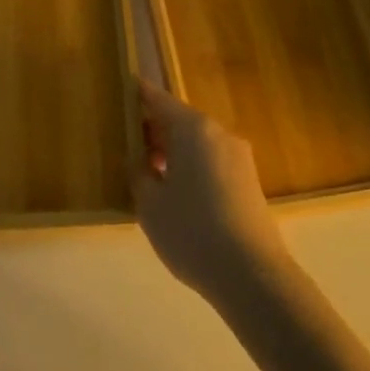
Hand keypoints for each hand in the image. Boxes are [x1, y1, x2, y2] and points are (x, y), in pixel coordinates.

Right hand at [132, 79, 289, 306]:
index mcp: (193, 128)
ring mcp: (238, 157)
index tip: (118, 95)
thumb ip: (138, 172)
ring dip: (172, 151)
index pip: (158, 99)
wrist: (251, 275)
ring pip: (196, 142)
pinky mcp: (248, 180)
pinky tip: (176, 194)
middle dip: (153, 130)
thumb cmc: (191, 231)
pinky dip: (191, 167)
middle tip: (126, 146)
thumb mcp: (149, 203)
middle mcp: (219, 133)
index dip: (136, 96)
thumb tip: (139, 158)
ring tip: (148, 175)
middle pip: (179, 120)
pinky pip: (211, 161)